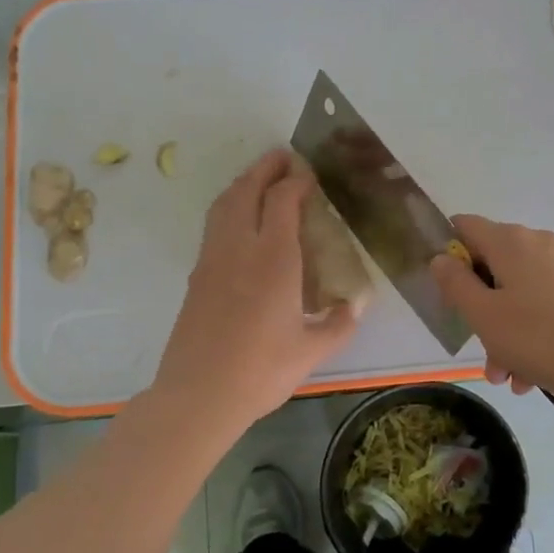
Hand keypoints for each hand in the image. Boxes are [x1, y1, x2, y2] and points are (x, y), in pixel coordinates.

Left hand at [152, 149, 357, 429]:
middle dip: (266, 168)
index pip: (283, 201)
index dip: (296, 181)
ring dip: (243, 183)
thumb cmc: (261, 372)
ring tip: (260, 178)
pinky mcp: (197, 274)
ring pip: (224, 204)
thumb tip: (356, 305)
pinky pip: (214, 225)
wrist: (198, 395)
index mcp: (274, 260)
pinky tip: (240, 220)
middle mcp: (240, 248)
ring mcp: (212, 259)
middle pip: (247, 190)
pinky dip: (229, 207)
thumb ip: (339, 324)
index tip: (310, 176)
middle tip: (283, 157)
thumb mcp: (312, 351)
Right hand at [429, 214, 553, 402]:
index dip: (447, 253)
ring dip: (500, 332)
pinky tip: (526, 376)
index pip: (463, 226)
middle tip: (475, 344)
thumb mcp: (482, 314)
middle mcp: (535, 244)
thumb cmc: (537, 337)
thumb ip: (454, 283)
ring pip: (513, 293)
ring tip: (504, 375)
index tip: (444, 290)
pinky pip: (537, 306)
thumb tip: (441, 258)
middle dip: (476, 306)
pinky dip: (526, 335)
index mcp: (510, 240)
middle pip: (489, 265)